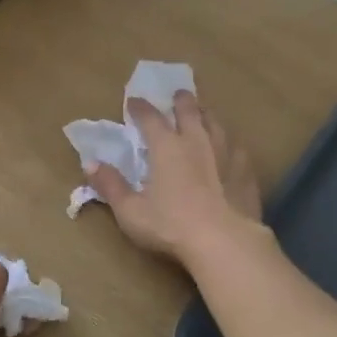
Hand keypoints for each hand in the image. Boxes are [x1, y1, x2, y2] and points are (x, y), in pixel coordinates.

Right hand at [86, 92, 262, 265]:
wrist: (224, 242)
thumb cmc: (171, 226)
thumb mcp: (130, 210)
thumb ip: (110, 185)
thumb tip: (90, 164)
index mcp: (166, 147)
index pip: (150, 117)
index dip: (140, 107)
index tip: (133, 101)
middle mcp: (196, 141)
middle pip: (190, 111)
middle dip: (182, 100)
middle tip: (179, 94)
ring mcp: (226, 154)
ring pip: (217, 123)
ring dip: (207, 115)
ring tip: (204, 113)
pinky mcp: (246, 172)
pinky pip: (238, 147)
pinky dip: (230, 142)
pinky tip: (232, 148)